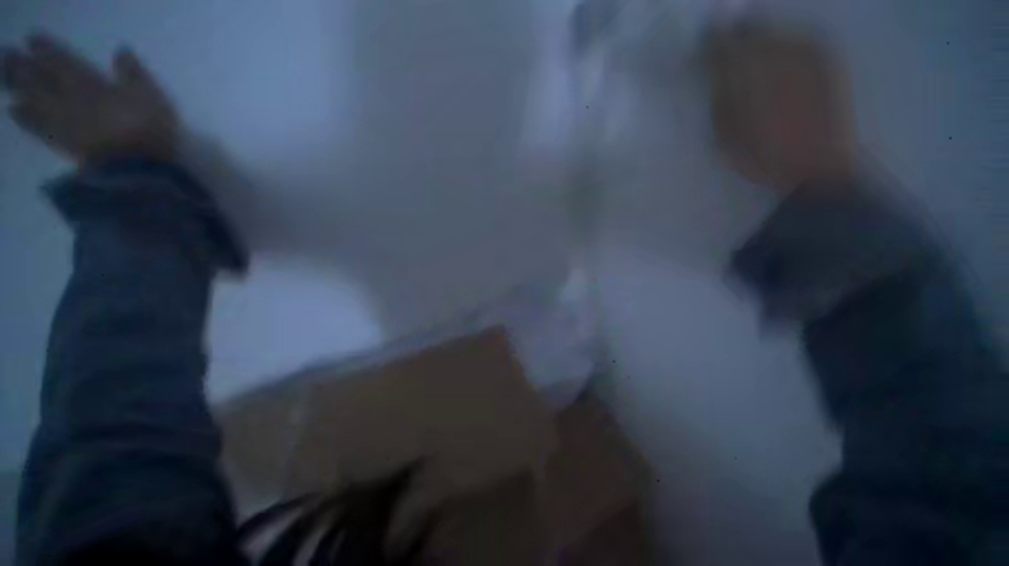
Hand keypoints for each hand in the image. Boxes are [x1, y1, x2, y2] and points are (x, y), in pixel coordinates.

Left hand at [2, 34, 178, 165]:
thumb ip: (134, 74)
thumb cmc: (152, 131)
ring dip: (17, 87)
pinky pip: (39, 128)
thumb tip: (121, 50)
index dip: (46, 49)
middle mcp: (70, 99)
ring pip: (34, 100)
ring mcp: (65, 123)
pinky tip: (14, 110)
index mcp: (91, 85)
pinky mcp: (64, 145)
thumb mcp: (154, 98)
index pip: (64, 62)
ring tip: (4, 77)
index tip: (30, 38)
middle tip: (5, 53)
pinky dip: (25, 118)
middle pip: (42, 79)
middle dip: (22, 66)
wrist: (141, 171)